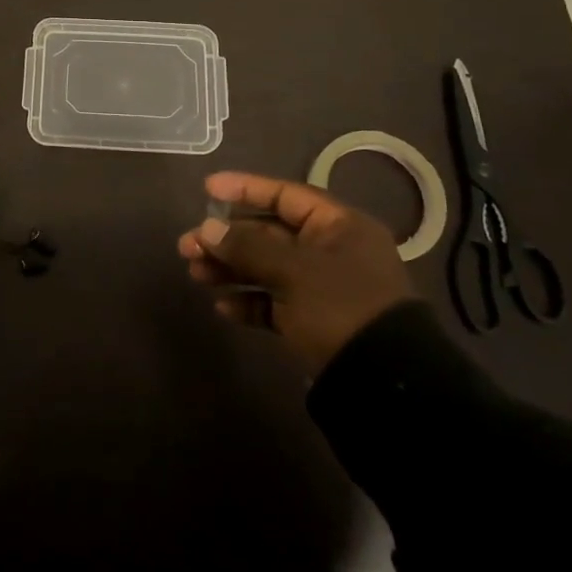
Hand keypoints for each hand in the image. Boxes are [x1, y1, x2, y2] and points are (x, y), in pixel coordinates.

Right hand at [178, 170, 416, 375]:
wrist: (384, 382)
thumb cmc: (340, 307)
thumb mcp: (293, 270)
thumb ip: (247, 246)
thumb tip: (208, 228)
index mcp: (338, 226)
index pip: (285, 195)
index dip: (245, 189)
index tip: (207, 189)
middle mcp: (331, 250)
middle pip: (269, 233)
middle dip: (227, 238)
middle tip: (187, 245)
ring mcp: (322, 287)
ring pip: (267, 267)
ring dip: (230, 269)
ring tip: (195, 273)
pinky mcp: (314, 321)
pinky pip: (274, 302)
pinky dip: (249, 301)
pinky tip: (222, 307)